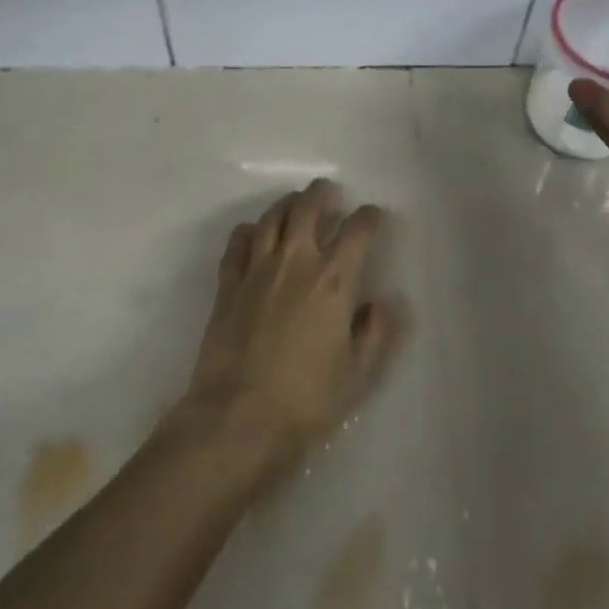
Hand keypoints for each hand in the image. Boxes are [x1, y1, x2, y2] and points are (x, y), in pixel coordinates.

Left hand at [181, 180, 401, 472]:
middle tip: (329, 191)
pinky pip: (237, 243)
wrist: (238, 417)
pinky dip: (249, 230)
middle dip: (322, 193)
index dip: (369, 217)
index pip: (357, 231)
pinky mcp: (227, 284)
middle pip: (307, 208)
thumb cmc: (306, 399)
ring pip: (272, 218)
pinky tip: (253, 233)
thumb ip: (375, 333)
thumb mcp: (357, 374)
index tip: (374, 216)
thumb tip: (381, 302)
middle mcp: (296, 262)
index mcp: (334, 280)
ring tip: (295, 204)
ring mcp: (257, 269)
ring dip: (287, 204)